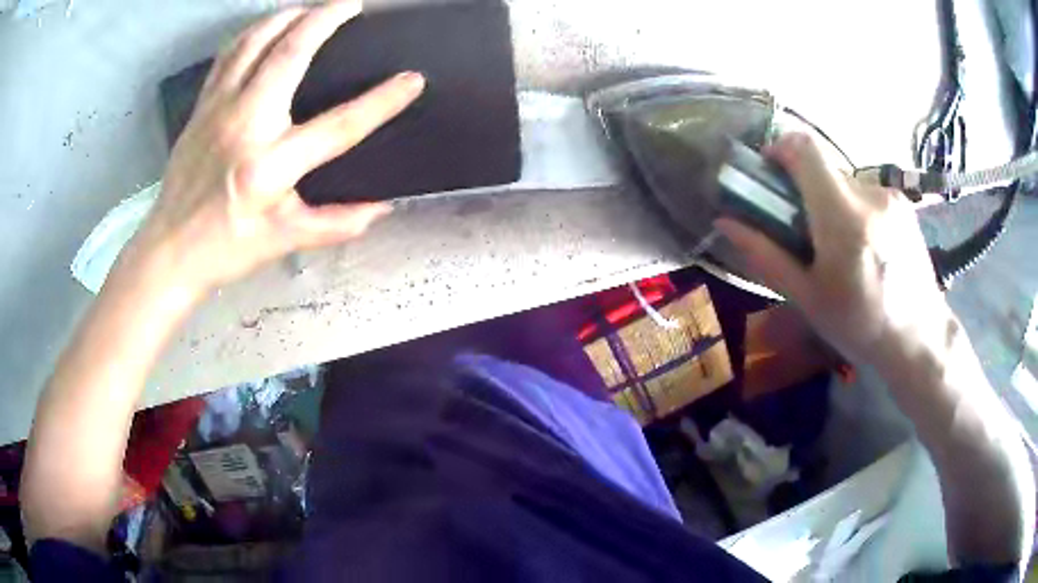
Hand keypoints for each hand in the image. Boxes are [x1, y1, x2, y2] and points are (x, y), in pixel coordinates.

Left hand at [121, 0, 424, 298]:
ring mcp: (218, 110)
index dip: (381, 101)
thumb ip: (337, 224)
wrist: (169, 250)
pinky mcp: (202, 106)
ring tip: (312, 8)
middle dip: (326, 19)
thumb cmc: (227, 249)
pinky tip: (268, 28)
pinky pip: (229, 54)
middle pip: (290, 54)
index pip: (338, 125)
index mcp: (269, 168)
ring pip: (256, 42)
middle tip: (352, 5)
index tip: (412, 80)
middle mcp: (244, 126)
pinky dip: (253, 32)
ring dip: (288, 16)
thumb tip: (383, 208)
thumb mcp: (285, 242)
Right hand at [715, 133, 947, 367]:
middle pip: (824, 169)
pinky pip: (867, 194)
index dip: (780, 149)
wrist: (920, 339)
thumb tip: (725, 222)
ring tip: (841, 249)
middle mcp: (870, 194)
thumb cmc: (860, 326)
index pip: (805, 148)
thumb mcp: (808, 298)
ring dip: (832, 204)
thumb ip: (766, 255)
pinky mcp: (904, 203)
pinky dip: (855, 211)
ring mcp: (891, 196)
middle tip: (804, 231)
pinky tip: (866, 249)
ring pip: (846, 183)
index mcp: (843, 217)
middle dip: (806, 190)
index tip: (770, 173)